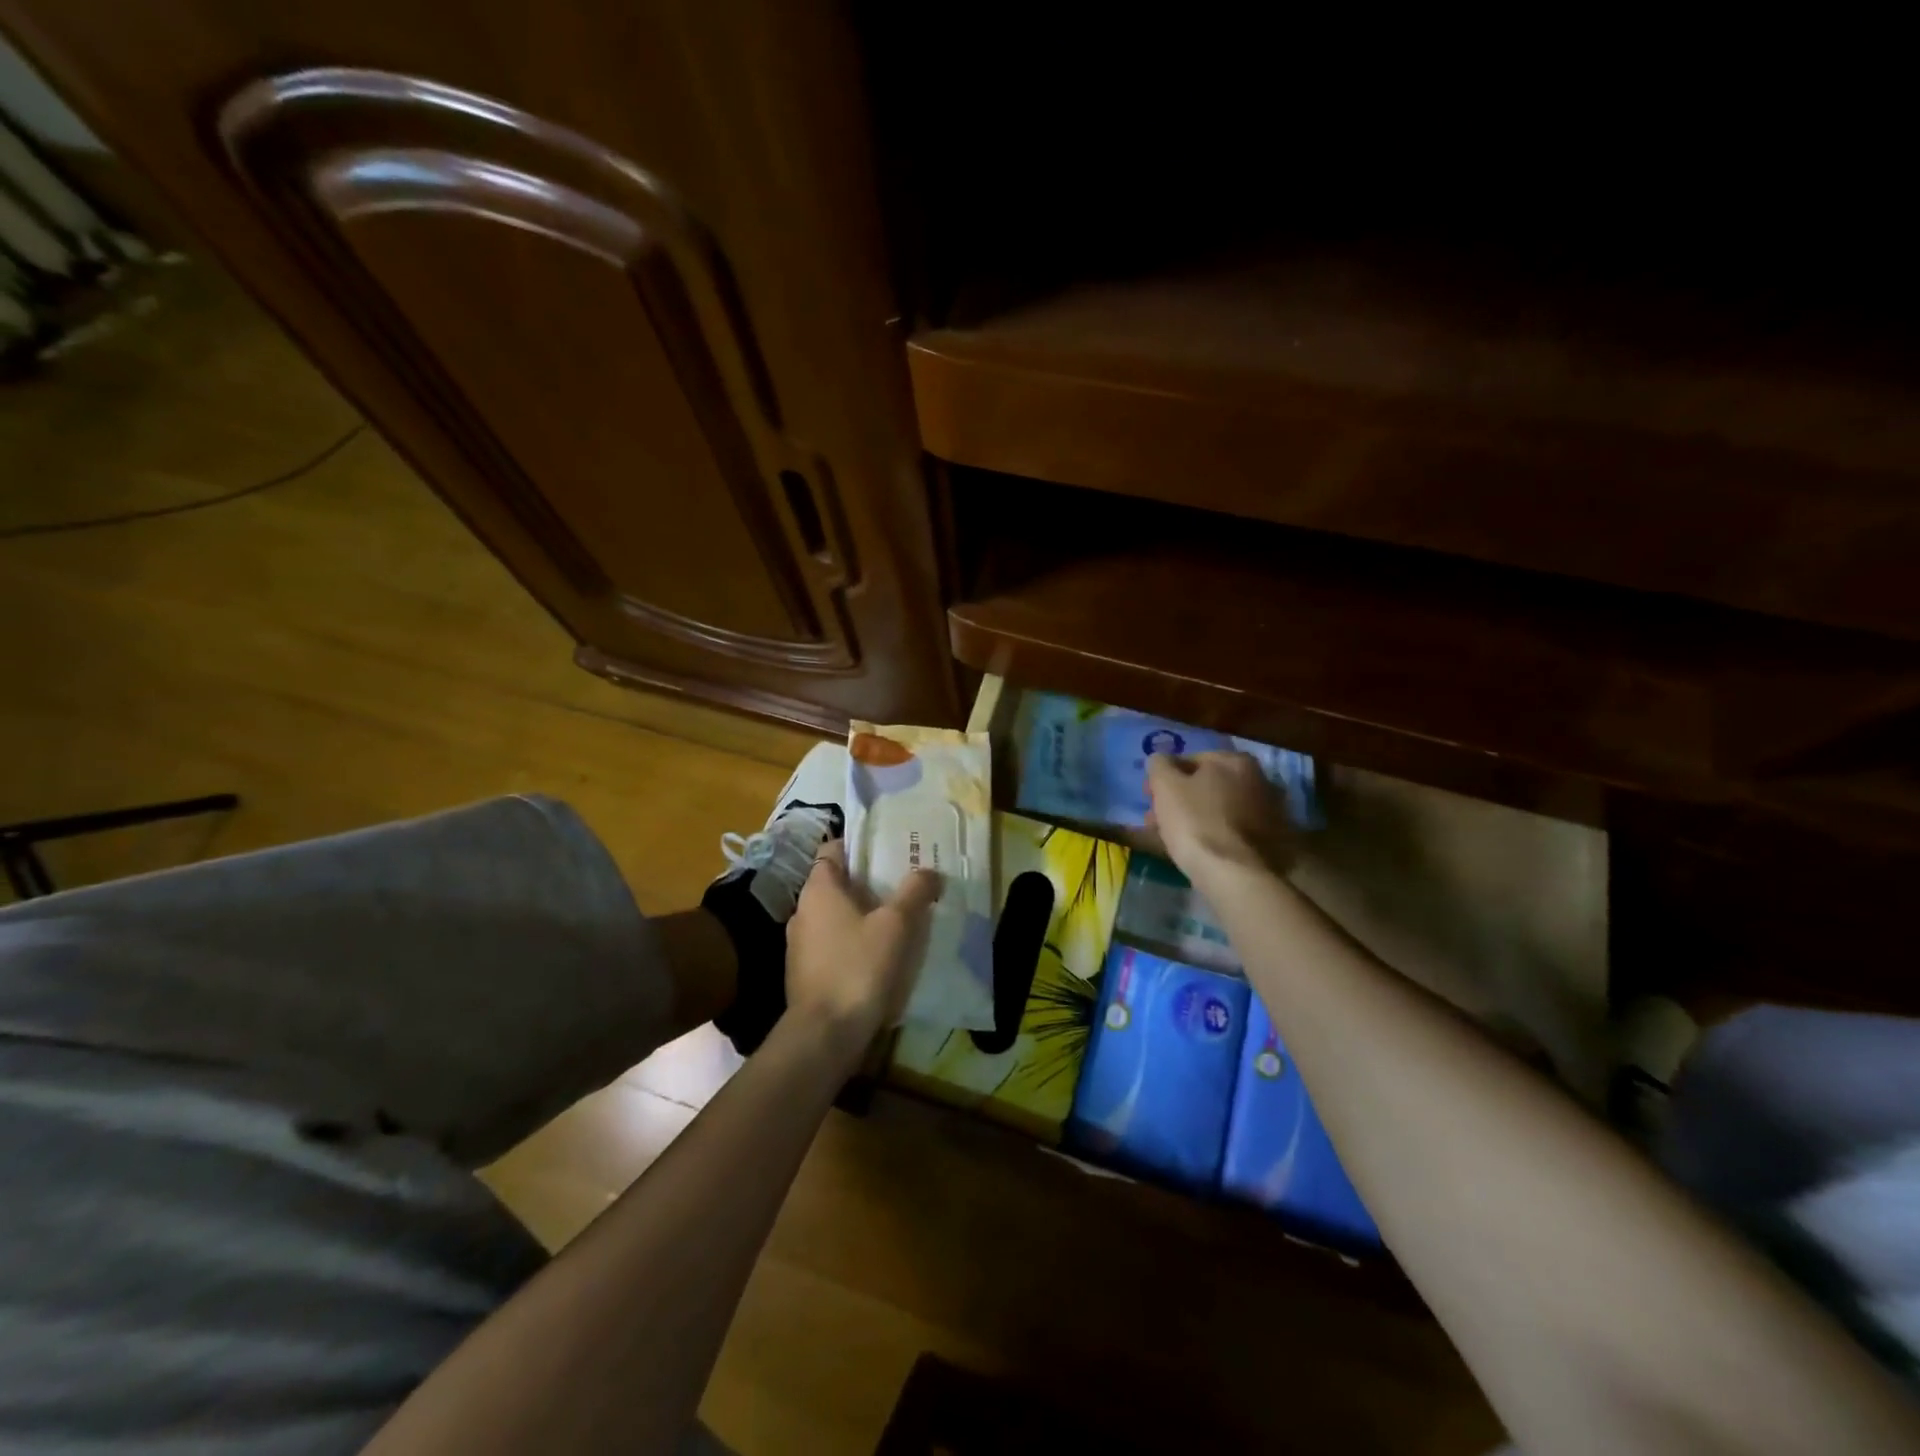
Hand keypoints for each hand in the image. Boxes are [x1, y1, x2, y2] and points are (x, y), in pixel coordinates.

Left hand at [785, 840, 941, 1049]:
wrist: (824, 1035)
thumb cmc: (858, 967)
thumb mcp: (896, 925)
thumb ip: (914, 892)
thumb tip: (929, 870)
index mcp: (818, 889)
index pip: (833, 850)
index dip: (859, 846)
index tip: (887, 850)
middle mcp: (802, 910)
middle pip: (836, 884)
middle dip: (867, 883)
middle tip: (902, 884)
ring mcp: (800, 944)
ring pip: (835, 916)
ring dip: (861, 915)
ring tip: (896, 920)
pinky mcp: (805, 973)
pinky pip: (832, 944)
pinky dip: (853, 942)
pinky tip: (879, 955)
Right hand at [1145, 751, 1296, 883]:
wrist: (1238, 876)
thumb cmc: (1197, 823)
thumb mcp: (1165, 786)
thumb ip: (1159, 765)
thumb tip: (1161, 760)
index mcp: (1235, 761)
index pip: (1188, 760)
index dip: (1164, 779)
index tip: (1149, 799)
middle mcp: (1258, 780)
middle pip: (1205, 786)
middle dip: (1179, 801)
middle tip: (1156, 822)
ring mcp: (1268, 811)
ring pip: (1217, 810)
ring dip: (1194, 819)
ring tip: (1172, 841)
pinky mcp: (1271, 841)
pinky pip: (1231, 831)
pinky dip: (1214, 835)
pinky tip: (1199, 851)